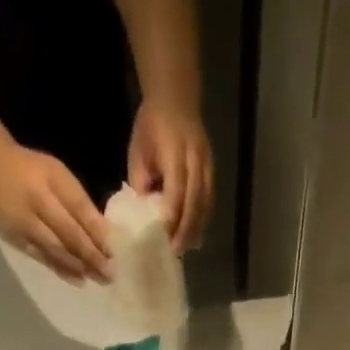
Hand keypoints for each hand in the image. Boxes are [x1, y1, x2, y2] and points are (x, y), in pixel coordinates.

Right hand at [0, 145, 111, 282]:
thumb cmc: (33, 172)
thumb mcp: (58, 175)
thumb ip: (78, 201)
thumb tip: (104, 234)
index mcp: (48, 181)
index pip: (78, 209)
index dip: (97, 231)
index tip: (114, 250)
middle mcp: (34, 203)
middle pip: (68, 234)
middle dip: (91, 255)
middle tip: (110, 273)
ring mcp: (22, 224)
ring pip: (55, 250)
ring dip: (79, 267)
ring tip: (99, 279)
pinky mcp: (15, 239)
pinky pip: (42, 258)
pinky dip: (62, 270)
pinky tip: (78, 279)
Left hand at [127, 102, 213, 251]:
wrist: (176, 98)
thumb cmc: (151, 126)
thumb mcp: (138, 151)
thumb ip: (141, 182)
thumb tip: (145, 214)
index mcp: (175, 151)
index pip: (176, 190)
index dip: (171, 216)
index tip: (163, 238)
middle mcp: (195, 159)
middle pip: (194, 201)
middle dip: (185, 229)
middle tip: (175, 251)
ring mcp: (207, 165)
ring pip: (205, 203)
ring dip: (196, 228)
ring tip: (186, 247)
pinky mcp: (212, 170)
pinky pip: (209, 200)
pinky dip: (202, 219)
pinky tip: (194, 233)